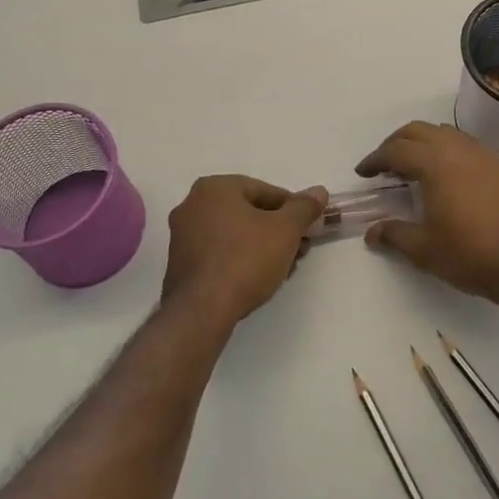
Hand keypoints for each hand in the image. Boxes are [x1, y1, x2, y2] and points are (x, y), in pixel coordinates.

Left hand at [163, 176, 327, 329]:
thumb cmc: (246, 259)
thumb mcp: (286, 230)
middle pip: (248, 212)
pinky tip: (257, 280)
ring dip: (261, 247)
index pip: (265, 191)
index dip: (292, 210)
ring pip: (234, 234)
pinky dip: (239, 260)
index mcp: (215, 187)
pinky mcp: (179, 264)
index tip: (307, 230)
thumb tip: (319, 192)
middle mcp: (192, 204)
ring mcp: (182, 235)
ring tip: (283, 269)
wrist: (202, 310)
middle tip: (298, 251)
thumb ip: (304, 208)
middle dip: (277, 231)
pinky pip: (218, 253)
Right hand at [356, 122, 498, 310]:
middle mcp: (458, 148)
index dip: (375, 160)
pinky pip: (463, 143)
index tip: (363, 172)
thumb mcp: (424, 248)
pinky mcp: (498, 166)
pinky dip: (445, 149)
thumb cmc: (470, 254)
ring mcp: (482, 154)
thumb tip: (372, 232)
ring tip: (411, 167)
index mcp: (435, 162)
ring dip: (422, 143)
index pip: (396, 150)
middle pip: (418, 131)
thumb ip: (394, 234)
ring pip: (443, 132)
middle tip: (383, 165)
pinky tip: (443, 175)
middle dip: (395, 143)